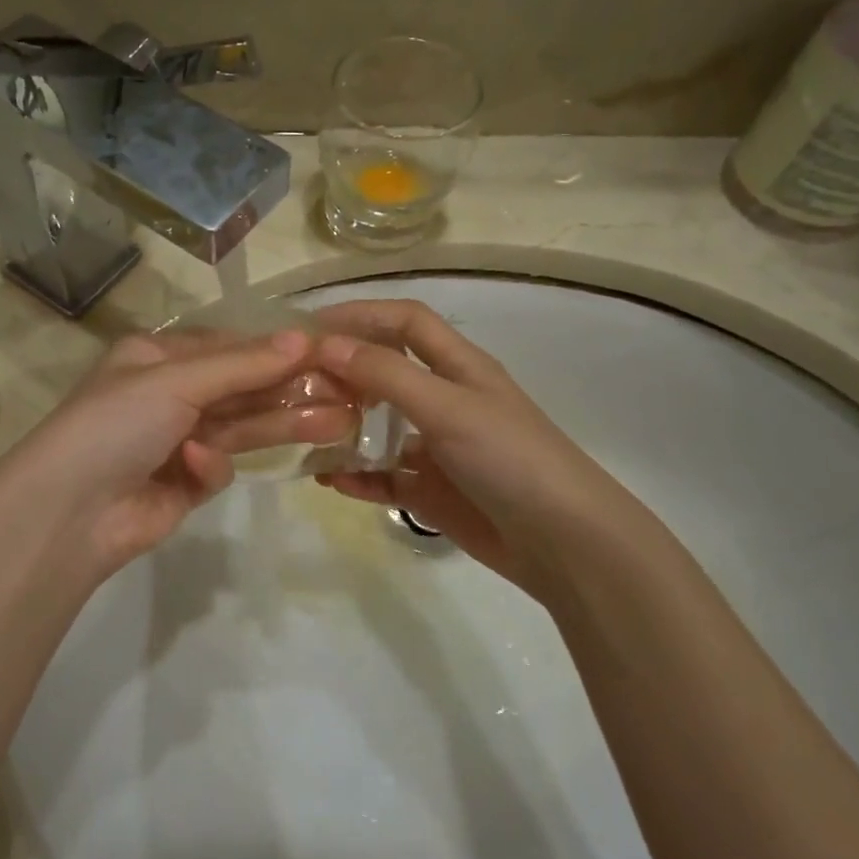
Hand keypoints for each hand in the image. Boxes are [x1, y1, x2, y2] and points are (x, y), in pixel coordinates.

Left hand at [0, 326, 355, 585]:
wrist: (67, 512)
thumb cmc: (116, 424)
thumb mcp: (177, 382)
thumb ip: (243, 364)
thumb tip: (304, 337)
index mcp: (156, 358)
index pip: (229, 346)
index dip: (277, 349)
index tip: (327, 352)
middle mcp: (168, 394)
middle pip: (242, 387)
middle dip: (291, 389)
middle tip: (350, 392)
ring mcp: (176, 440)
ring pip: (241, 427)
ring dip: (282, 424)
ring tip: (341, 423)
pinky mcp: (183, 484)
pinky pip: (215, 467)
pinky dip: (210, 467)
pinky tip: (195, 469)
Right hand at [312, 299, 656, 592]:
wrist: (564, 544)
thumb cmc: (510, 458)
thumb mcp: (448, 407)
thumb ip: (386, 375)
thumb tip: (325, 345)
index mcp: (458, 366)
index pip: (404, 321)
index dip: (360, 314)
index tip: (309, 328)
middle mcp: (445, 400)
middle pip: (384, 371)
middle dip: (341, 372)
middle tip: (294, 385)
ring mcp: (438, 448)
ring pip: (378, 427)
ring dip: (342, 426)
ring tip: (301, 432)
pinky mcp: (432, 491)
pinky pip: (383, 477)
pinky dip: (356, 477)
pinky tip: (329, 480)